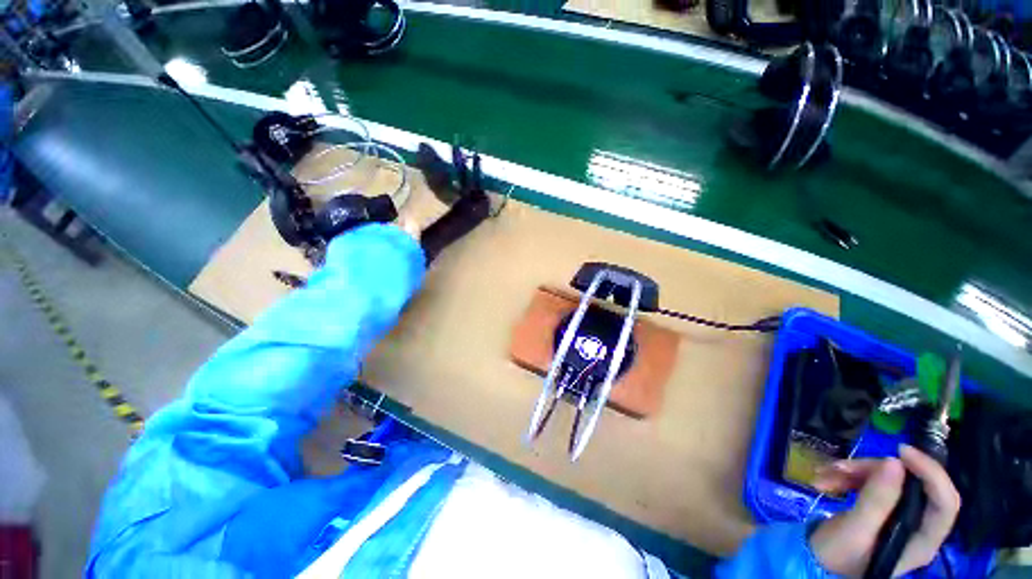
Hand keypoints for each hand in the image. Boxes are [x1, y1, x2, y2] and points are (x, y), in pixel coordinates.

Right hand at [809, 445, 960, 577]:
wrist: (812, 563)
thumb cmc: (837, 555)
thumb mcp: (855, 530)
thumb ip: (877, 499)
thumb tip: (895, 462)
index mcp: (921, 541)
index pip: (945, 503)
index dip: (931, 473)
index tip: (900, 451)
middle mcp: (916, 528)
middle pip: (910, 485)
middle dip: (873, 471)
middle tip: (839, 467)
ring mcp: (898, 518)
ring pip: (887, 480)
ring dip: (853, 473)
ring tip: (823, 478)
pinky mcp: (880, 510)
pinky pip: (871, 483)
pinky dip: (847, 478)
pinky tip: (826, 481)